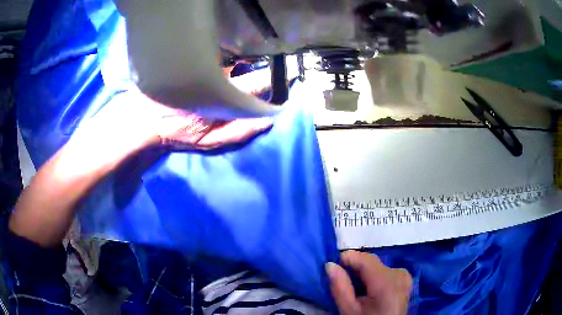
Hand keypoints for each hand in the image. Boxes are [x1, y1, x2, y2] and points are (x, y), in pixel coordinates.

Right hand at [326, 251, 411, 314]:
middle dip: (354, 269)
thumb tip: (330, 265)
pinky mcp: (405, 279)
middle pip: (371, 263)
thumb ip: (340, 288)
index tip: (332, 266)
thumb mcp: (349, 311)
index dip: (347, 258)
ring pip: (377, 266)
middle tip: (340, 281)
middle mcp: (399, 273)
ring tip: (353, 287)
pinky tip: (366, 290)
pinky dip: (373, 277)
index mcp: (387, 281)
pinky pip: (385, 271)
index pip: (365, 258)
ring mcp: (404, 276)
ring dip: (363, 273)